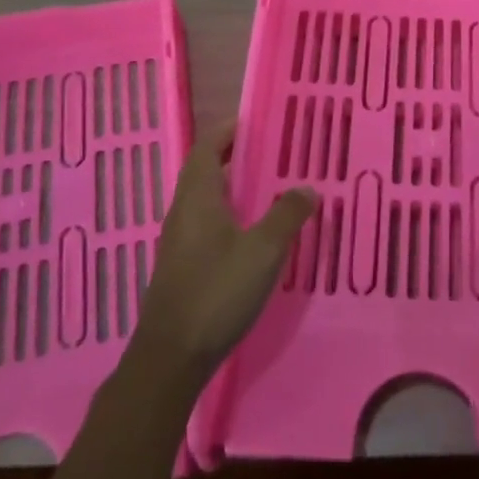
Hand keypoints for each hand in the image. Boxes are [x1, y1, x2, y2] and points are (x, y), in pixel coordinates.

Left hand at [131, 122, 316, 386]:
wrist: (171, 357)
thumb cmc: (216, 292)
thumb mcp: (262, 251)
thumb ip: (286, 215)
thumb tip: (307, 187)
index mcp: (198, 198)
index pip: (208, 148)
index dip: (228, 131)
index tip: (254, 121)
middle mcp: (183, 212)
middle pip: (206, 171)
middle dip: (235, 156)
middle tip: (272, 151)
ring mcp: (179, 241)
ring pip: (206, 200)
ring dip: (233, 187)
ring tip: (269, 187)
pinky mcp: (182, 266)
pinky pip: (207, 224)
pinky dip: (229, 214)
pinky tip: (253, 232)